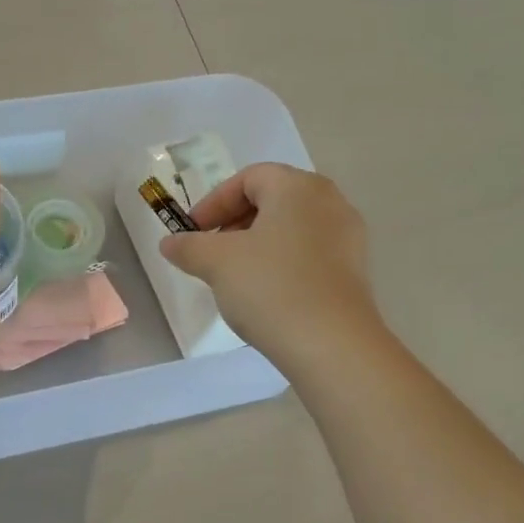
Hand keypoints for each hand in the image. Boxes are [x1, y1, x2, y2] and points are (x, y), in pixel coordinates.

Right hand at [158, 164, 379, 368]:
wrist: (332, 345)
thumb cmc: (271, 288)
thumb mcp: (217, 263)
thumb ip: (189, 246)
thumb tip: (169, 243)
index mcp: (298, 187)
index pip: (249, 178)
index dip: (213, 202)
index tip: (192, 232)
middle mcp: (330, 202)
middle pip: (273, 200)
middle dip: (235, 222)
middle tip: (210, 251)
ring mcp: (348, 237)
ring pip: (291, 228)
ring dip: (257, 244)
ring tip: (234, 275)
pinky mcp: (354, 271)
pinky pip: (309, 253)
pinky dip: (282, 263)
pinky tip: (266, 294)